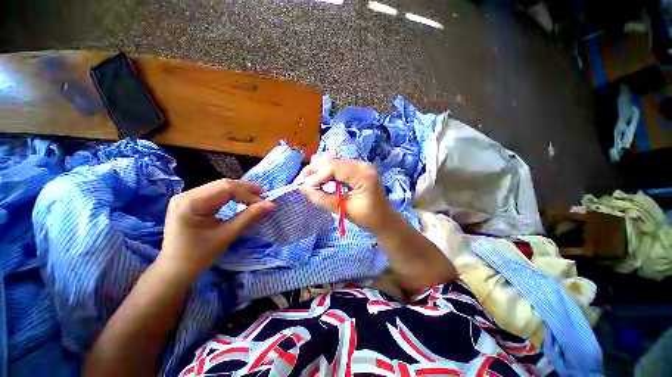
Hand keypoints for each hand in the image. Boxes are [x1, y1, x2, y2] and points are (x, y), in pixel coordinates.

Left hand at [160, 179, 274, 277]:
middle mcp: (186, 194)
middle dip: (246, 190)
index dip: (249, 193)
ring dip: (240, 191)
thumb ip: (249, 217)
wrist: (174, 270)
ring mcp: (186, 197)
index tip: (265, 203)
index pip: (226, 188)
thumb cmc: (199, 256)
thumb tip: (271, 204)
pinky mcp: (190, 201)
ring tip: (255, 198)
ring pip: (220, 186)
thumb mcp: (227, 235)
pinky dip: (231, 195)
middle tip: (263, 197)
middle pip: (223, 184)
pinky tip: (241, 200)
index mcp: (191, 203)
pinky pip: (215, 193)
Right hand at [299, 158, 393, 233]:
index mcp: (363, 175)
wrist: (384, 218)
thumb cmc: (368, 218)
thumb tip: (303, 189)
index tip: (303, 187)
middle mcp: (362, 165)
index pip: (334, 167)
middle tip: (300, 182)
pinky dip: (327, 172)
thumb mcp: (345, 210)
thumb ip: (323, 199)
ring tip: (307, 181)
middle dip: (314, 170)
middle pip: (333, 161)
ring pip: (334, 162)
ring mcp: (360, 165)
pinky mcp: (357, 169)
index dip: (316, 176)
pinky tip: (319, 179)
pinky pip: (338, 166)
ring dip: (319, 170)